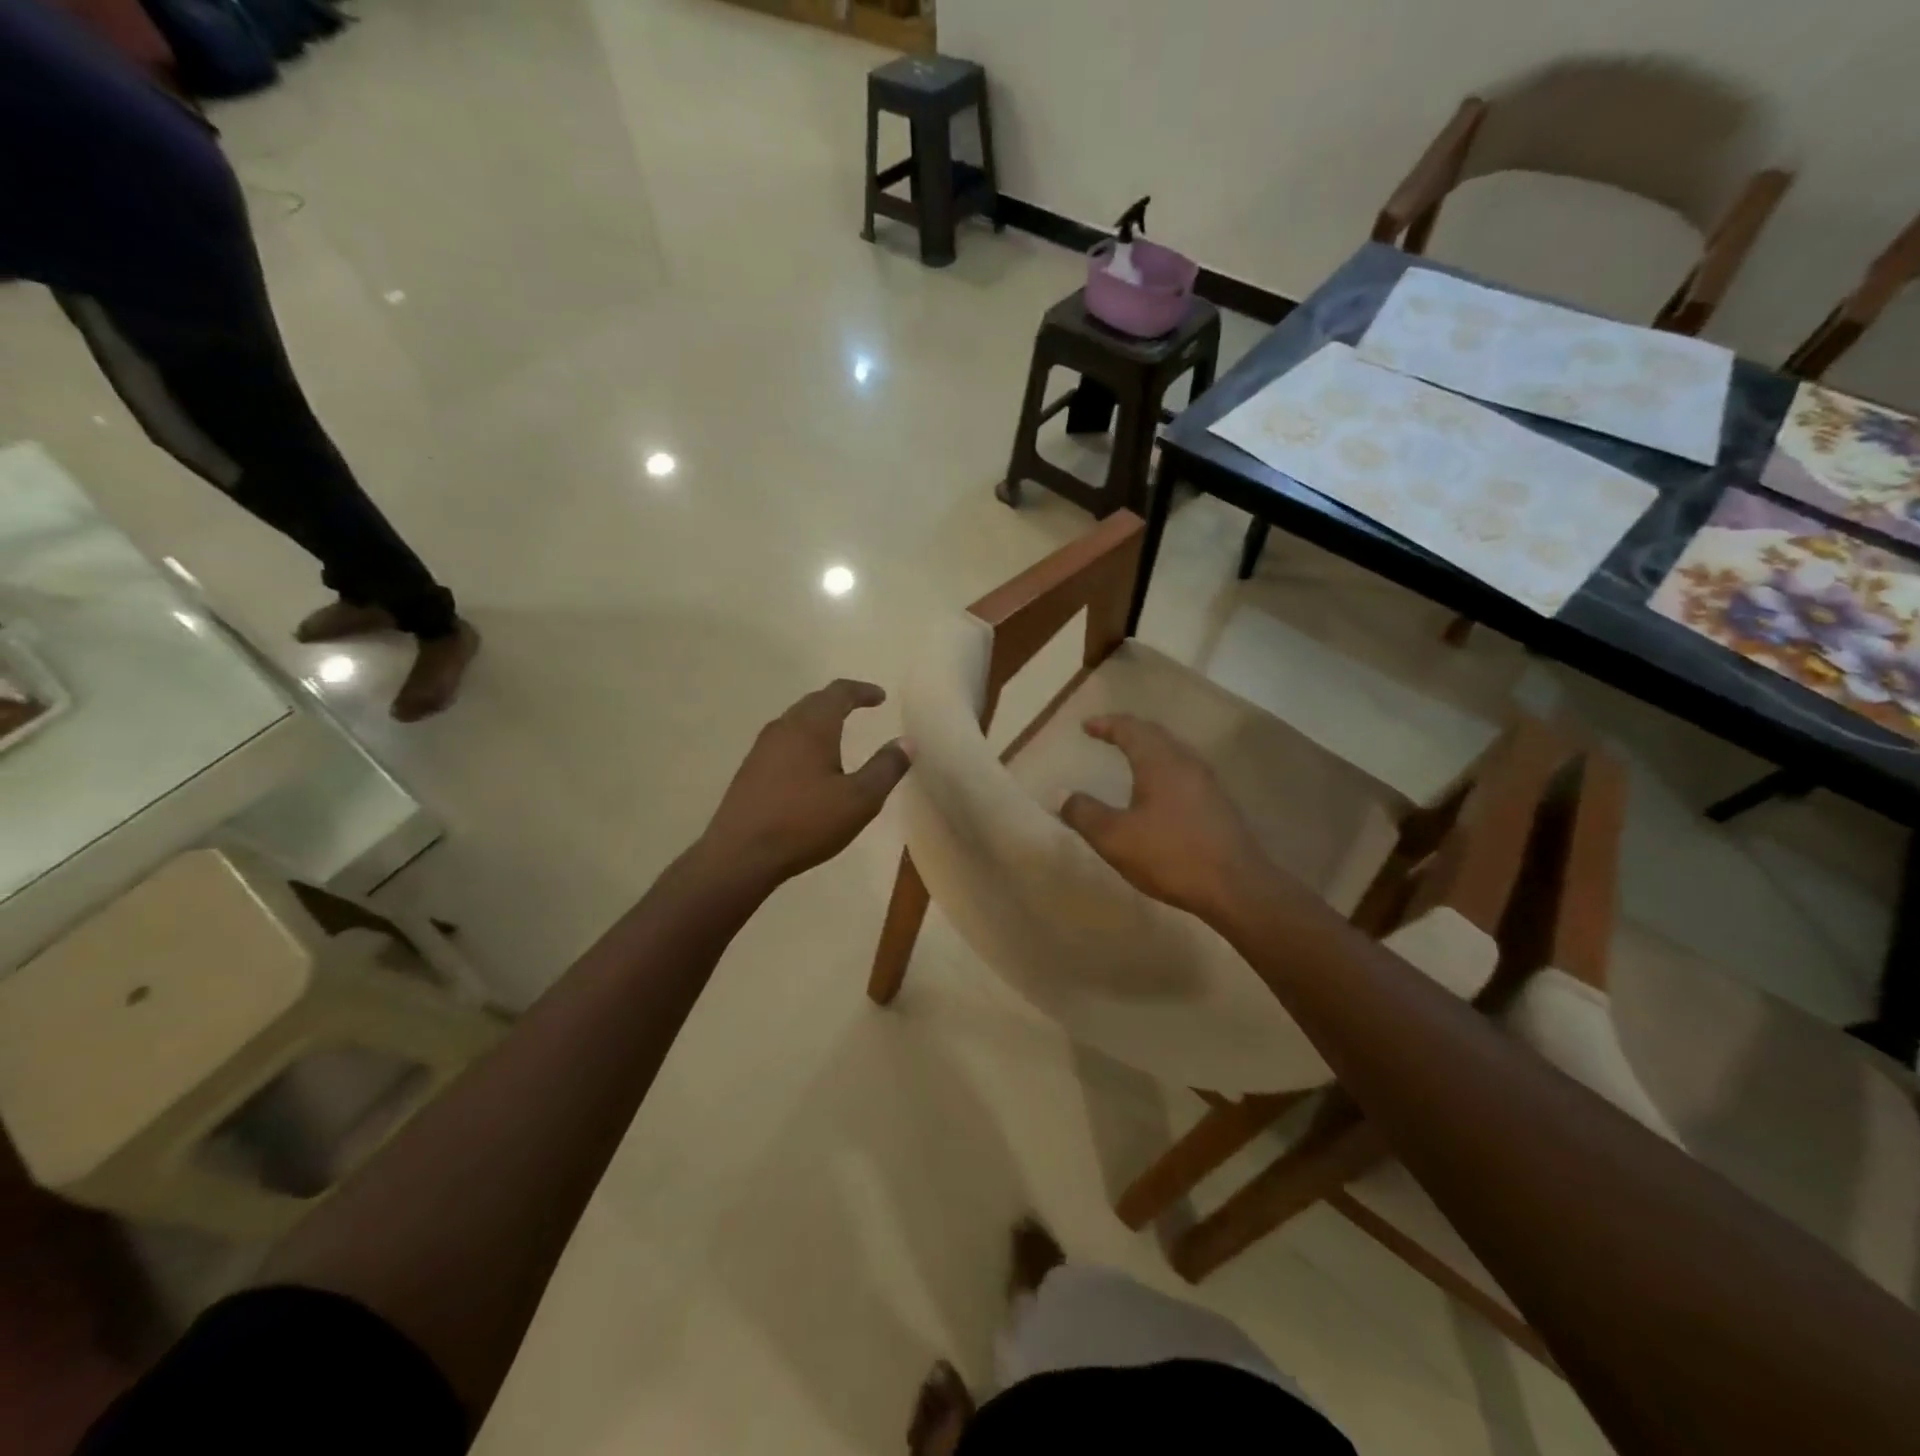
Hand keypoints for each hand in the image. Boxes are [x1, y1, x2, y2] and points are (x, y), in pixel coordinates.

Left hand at [701, 680, 909, 887]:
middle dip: (840, 701)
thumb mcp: (859, 800)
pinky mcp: (750, 770)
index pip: (839, 693)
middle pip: (814, 702)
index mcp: (812, 727)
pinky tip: (809, 763)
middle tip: (860, 708)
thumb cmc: (805, 823)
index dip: (862, 691)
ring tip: (838, 733)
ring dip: (819, 720)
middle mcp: (784, 728)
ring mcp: (762, 748)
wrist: (740, 855)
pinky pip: (783, 741)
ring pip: (795, 721)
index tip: (880, 697)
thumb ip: (886, 768)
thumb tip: (907, 742)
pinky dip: (803, 739)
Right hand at [1060, 715, 1272, 924]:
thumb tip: (1059, 794)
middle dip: (1128, 731)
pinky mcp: (1218, 804)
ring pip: (1173, 752)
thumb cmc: (1171, 856)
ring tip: (1130, 756)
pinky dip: (1163, 767)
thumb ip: (1084, 813)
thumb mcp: (1115, 838)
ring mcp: (1207, 782)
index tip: (1086, 726)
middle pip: (1155, 734)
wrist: (1236, 887)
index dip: (1106, 725)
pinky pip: (1184, 771)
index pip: (1130, 729)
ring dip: (1149, 748)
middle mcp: (1186, 763)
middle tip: (1107, 733)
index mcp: (1160, 762)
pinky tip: (1158, 789)